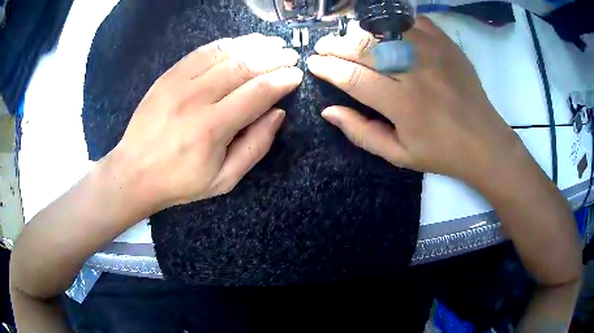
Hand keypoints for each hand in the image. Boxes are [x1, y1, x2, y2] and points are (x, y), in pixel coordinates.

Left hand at [106, 34, 302, 210]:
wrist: (133, 172)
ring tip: (273, 43)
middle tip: (290, 55)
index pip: (258, 93)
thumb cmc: (180, 181)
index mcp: (212, 128)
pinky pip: (202, 52)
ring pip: (224, 53)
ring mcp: (179, 82)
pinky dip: (226, 44)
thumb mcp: (224, 180)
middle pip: (244, 67)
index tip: (296, 75)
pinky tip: (241, 43)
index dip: (282, 81)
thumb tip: (278, 114)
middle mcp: (196, 98)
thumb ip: (255, 147)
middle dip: (273, 58)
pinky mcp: (168, 76)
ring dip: (253, 45)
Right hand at [306, 18, 519, 184]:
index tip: (314, 64)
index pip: (353, 78)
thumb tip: (328, 111)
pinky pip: (412, 21)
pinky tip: (385, 31)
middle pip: (365, 48)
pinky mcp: (446, 44)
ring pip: (385, 29)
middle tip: (323, 47)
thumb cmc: (442, 153)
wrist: (484, 141)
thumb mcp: (399, 155)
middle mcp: (416, 73)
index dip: (328, 69)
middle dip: (336, 45)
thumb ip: (361, 133)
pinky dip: (393, 22)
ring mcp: (433, 53)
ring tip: (350, 39)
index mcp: (404, 105)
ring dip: (360, 32)